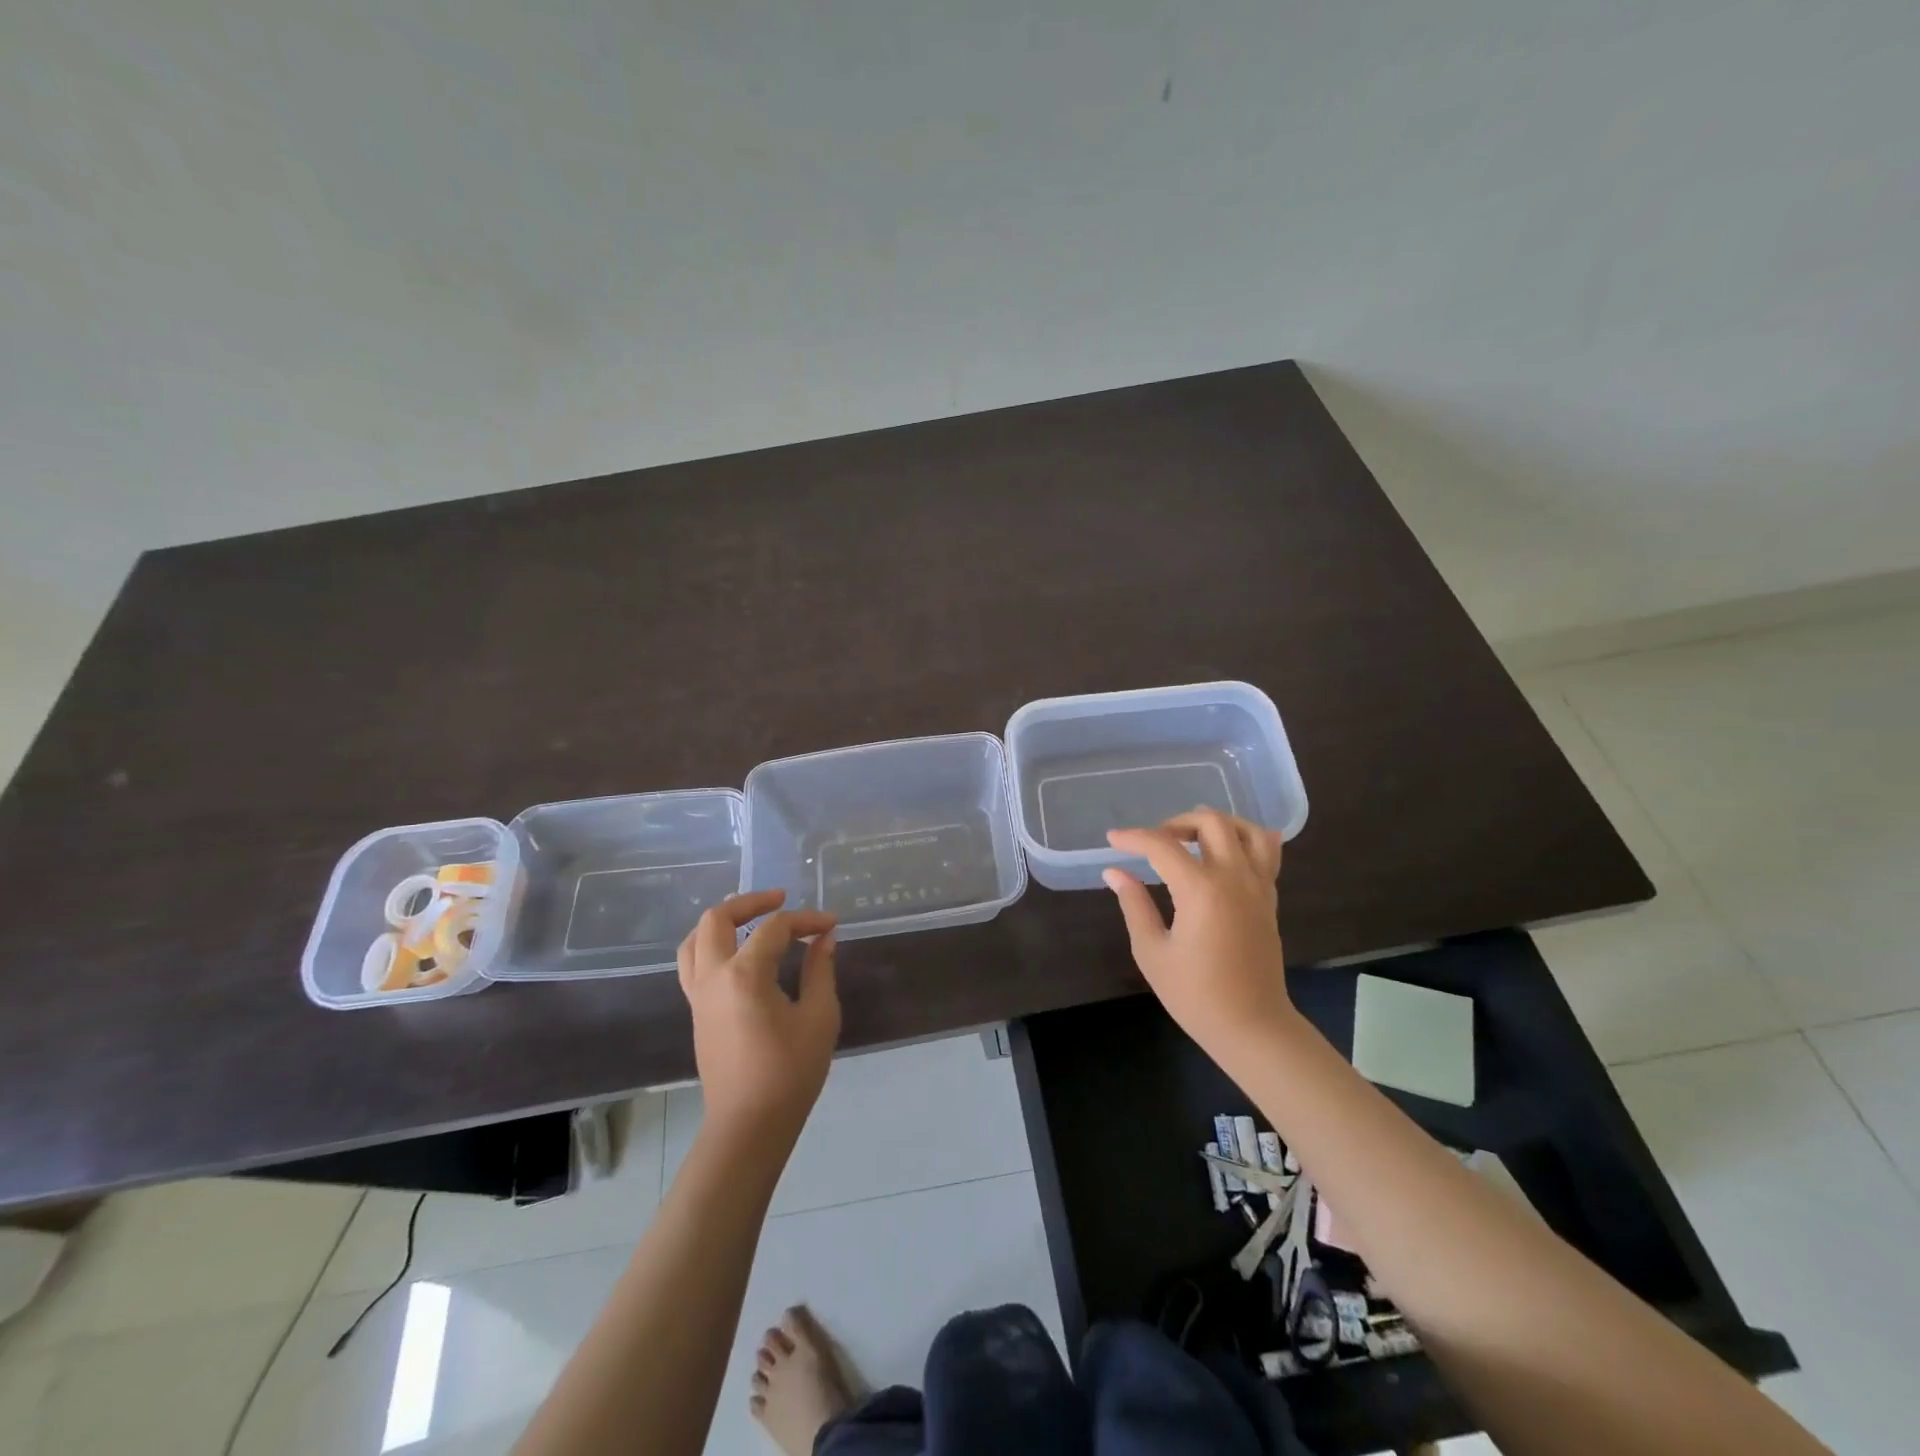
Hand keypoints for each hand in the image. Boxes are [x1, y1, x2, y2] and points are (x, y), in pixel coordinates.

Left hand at [677, 890, 839, 1142]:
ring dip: (722, 921)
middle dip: (750, 902)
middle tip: (781, 899)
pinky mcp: (697, 1012)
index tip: (831, 925)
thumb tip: (823, 938)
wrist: (749, 1126)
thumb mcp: (819, 1017)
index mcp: (744, 974)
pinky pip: (693, 963)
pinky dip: (711, 945)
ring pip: (695, 939)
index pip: (775, 928)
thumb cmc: (790, 1072)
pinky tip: (738, 952)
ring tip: (751, 918)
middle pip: (717, 919)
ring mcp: (698, 995)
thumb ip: (820, 970)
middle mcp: (713, 976)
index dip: (806, 920)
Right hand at [1103, 808, 1294, 1060]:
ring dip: (1217, 823)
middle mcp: (1234, 878)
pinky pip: (1267, 852)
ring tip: (1193, 838)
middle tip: (1155, 841)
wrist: (1252, 1026)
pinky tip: (1227, 849)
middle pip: (1210, 822)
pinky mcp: (1269, 898)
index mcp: (1201, 890)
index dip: (1133, 838)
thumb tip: (1115, 872)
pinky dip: (1247, 839)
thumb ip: (1134, 905)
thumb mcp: (1152, 951)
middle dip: (1177, 822)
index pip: (1162, 846)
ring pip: (1246, 829)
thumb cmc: (1195, 994)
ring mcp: (1258, 886)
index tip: (1112, 840)